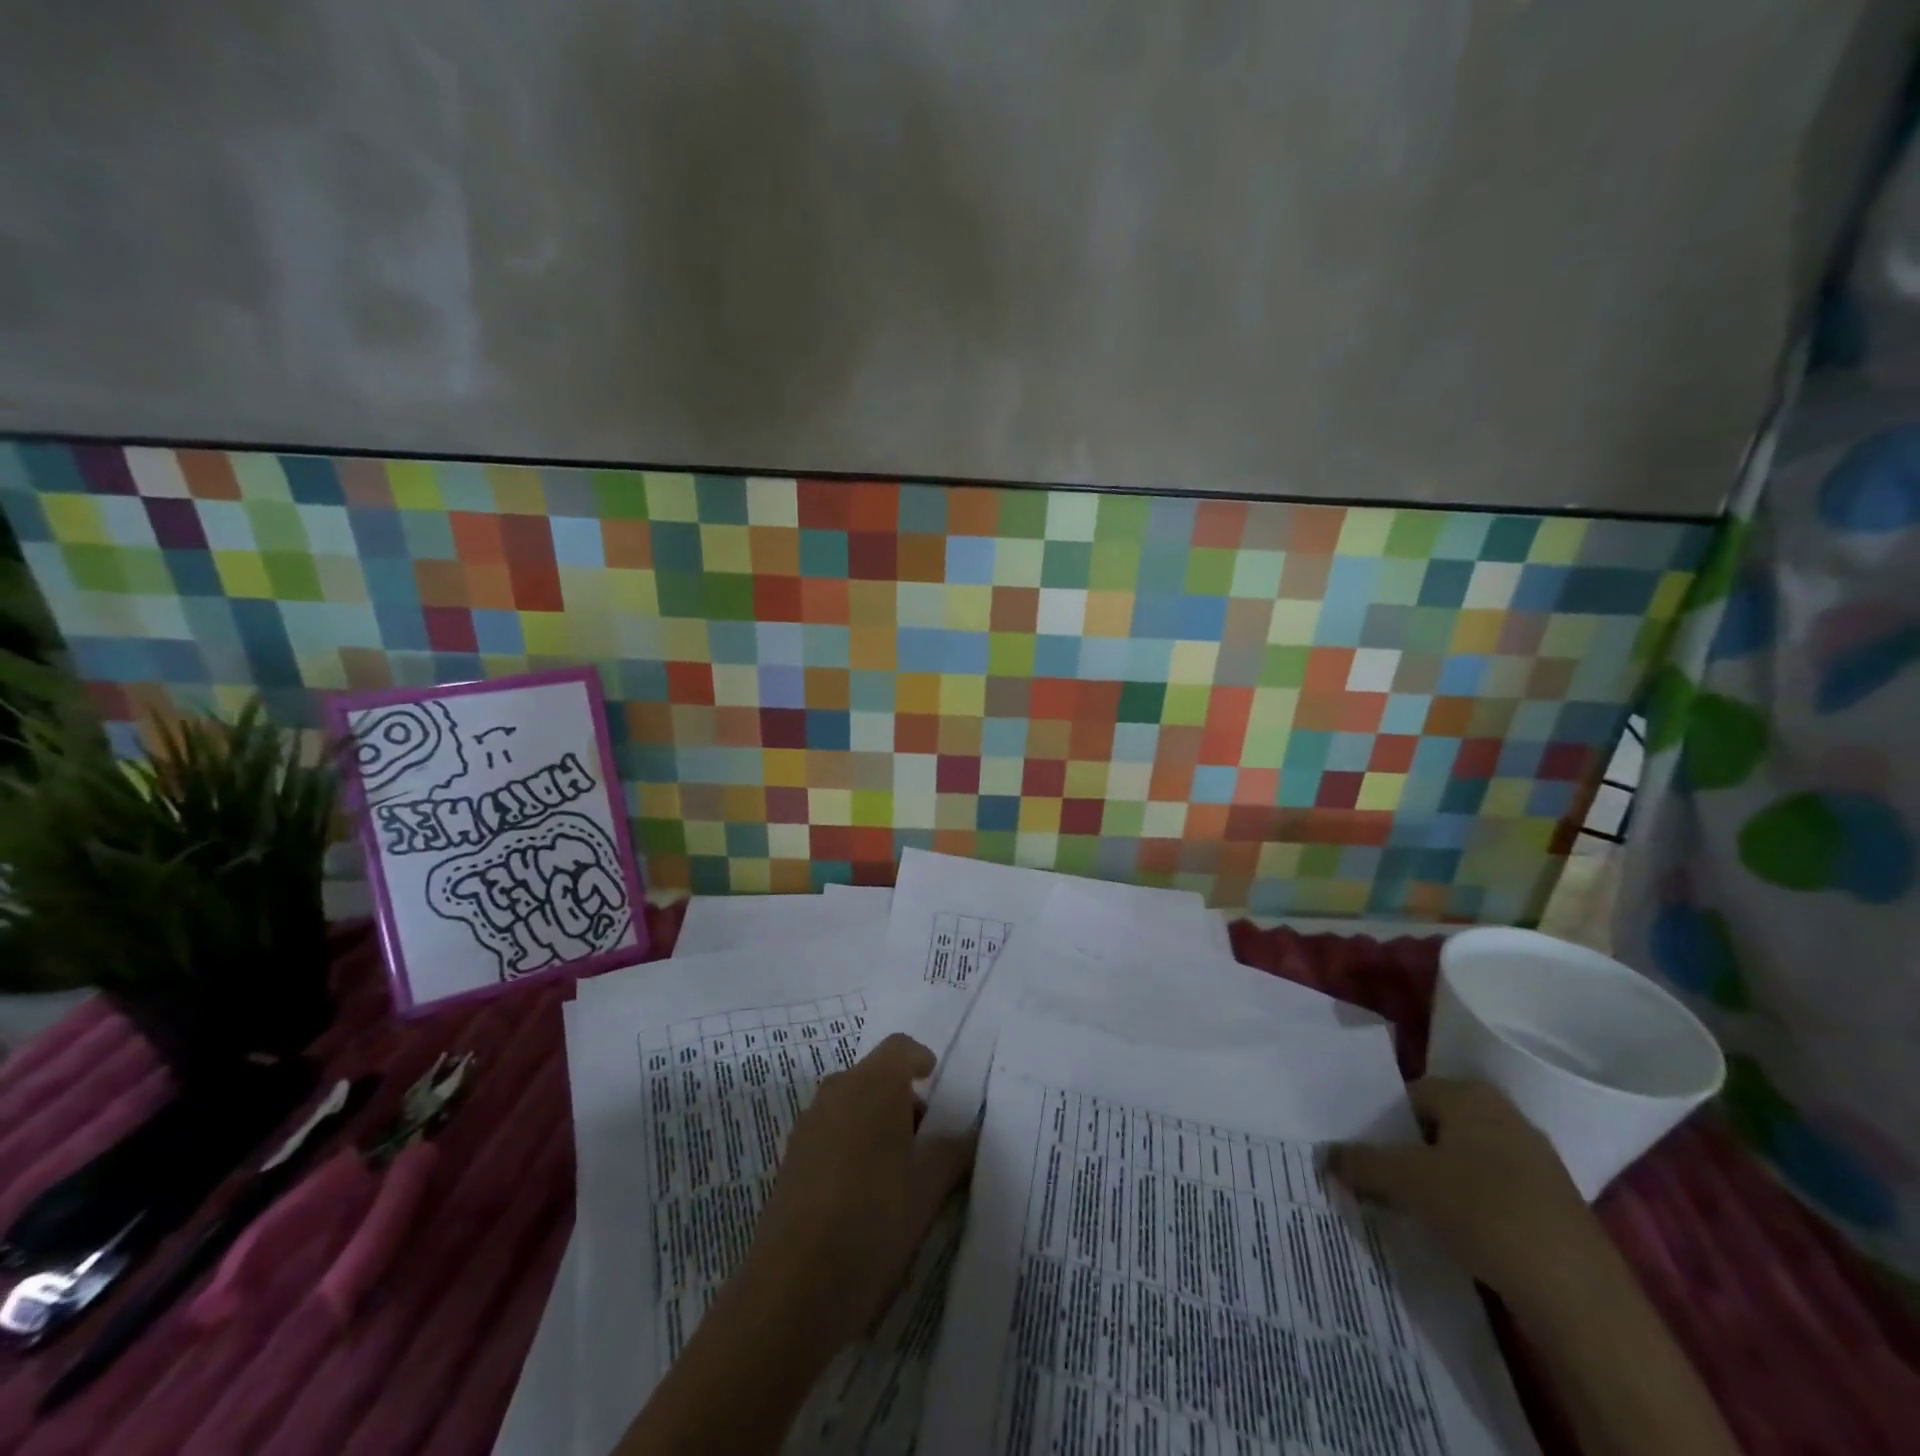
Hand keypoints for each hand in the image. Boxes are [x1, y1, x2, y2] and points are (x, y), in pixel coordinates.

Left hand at [740, 1033, 975, 1352]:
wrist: (794, 1287)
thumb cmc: (874, 1220)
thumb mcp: (928, 1188)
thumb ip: (952, 1152)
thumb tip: (966, 1135)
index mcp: (874, 1084)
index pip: (900, 1048)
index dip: (920, 1060)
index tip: (935, 1081)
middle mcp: (837, 1091)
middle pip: (875, 1077)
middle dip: (901, 1100)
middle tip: (925, 1143)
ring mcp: (808, 1124)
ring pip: (851, 1105)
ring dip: (875, 1123)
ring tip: (896, 1174)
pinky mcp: (790, 1158)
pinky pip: (830, 1132)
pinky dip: (851, 1145)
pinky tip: (862, 1194)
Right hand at [1328, 1077, 1608, 1306]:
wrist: (1577, 1293)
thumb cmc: (1483, 1210)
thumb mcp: (1406, 1181)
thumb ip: (1361, 1162)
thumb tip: (1326, 1154)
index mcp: (1471, 1094)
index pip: (1409, 1095)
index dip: (1382, 1123)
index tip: (1363, 1152)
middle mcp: (1505, 1115)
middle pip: (1437, 1127)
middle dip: (1408, 1152)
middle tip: (1380, 1179)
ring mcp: (1535, 1161)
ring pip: (1465, 1161)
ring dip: (1437, 1181)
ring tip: (1411, 1209)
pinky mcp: (1553, 1204)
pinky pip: (1493, 1192)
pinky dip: (1470, 1206)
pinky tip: (1455, 1233)